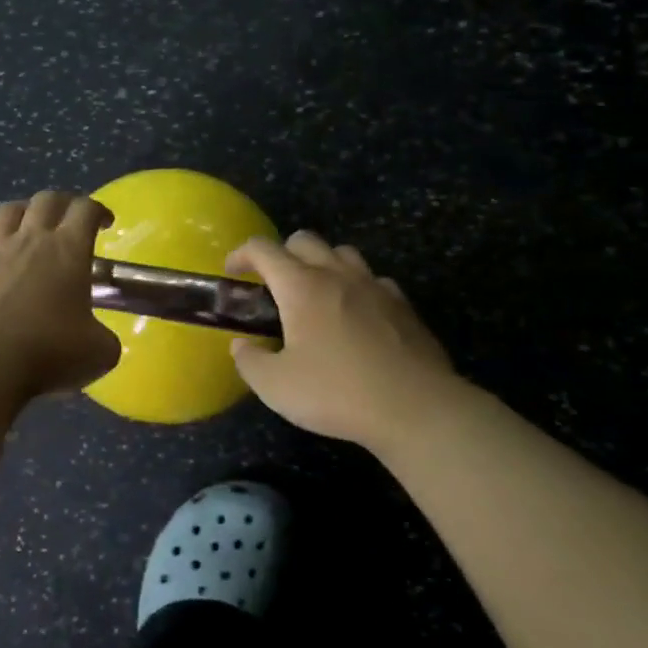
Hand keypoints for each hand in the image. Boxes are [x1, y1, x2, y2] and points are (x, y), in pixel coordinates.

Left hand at [0, 191, 121, 398]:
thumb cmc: (47, 353)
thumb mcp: (99, 353)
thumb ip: (104, 338)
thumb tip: (99, 338)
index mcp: (68, 251)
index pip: (86, 210)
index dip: (98, 210)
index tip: (104, 223)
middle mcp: (29, 240)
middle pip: (46, 200)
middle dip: (62, 203)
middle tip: (68, 220)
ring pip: (6, 210)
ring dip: (21, 211)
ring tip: (27, 225)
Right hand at [226, 232, 458, 450]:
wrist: (415, 408)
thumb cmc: (337, 393)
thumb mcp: (276, 387)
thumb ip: (250, 361)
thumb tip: (242, 345)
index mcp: (301, 286)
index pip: (263, 249)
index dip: (242, 254)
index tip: (232, 272)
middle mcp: (337, 275)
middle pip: (304, 240)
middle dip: (281, 253)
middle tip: (272, 284)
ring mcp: (375, 286)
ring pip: (342, 252)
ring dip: (321, 263)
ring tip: (315, 293)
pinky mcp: (403, 305)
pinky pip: (374, 279)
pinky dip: (356, 286)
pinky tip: (356, 313)